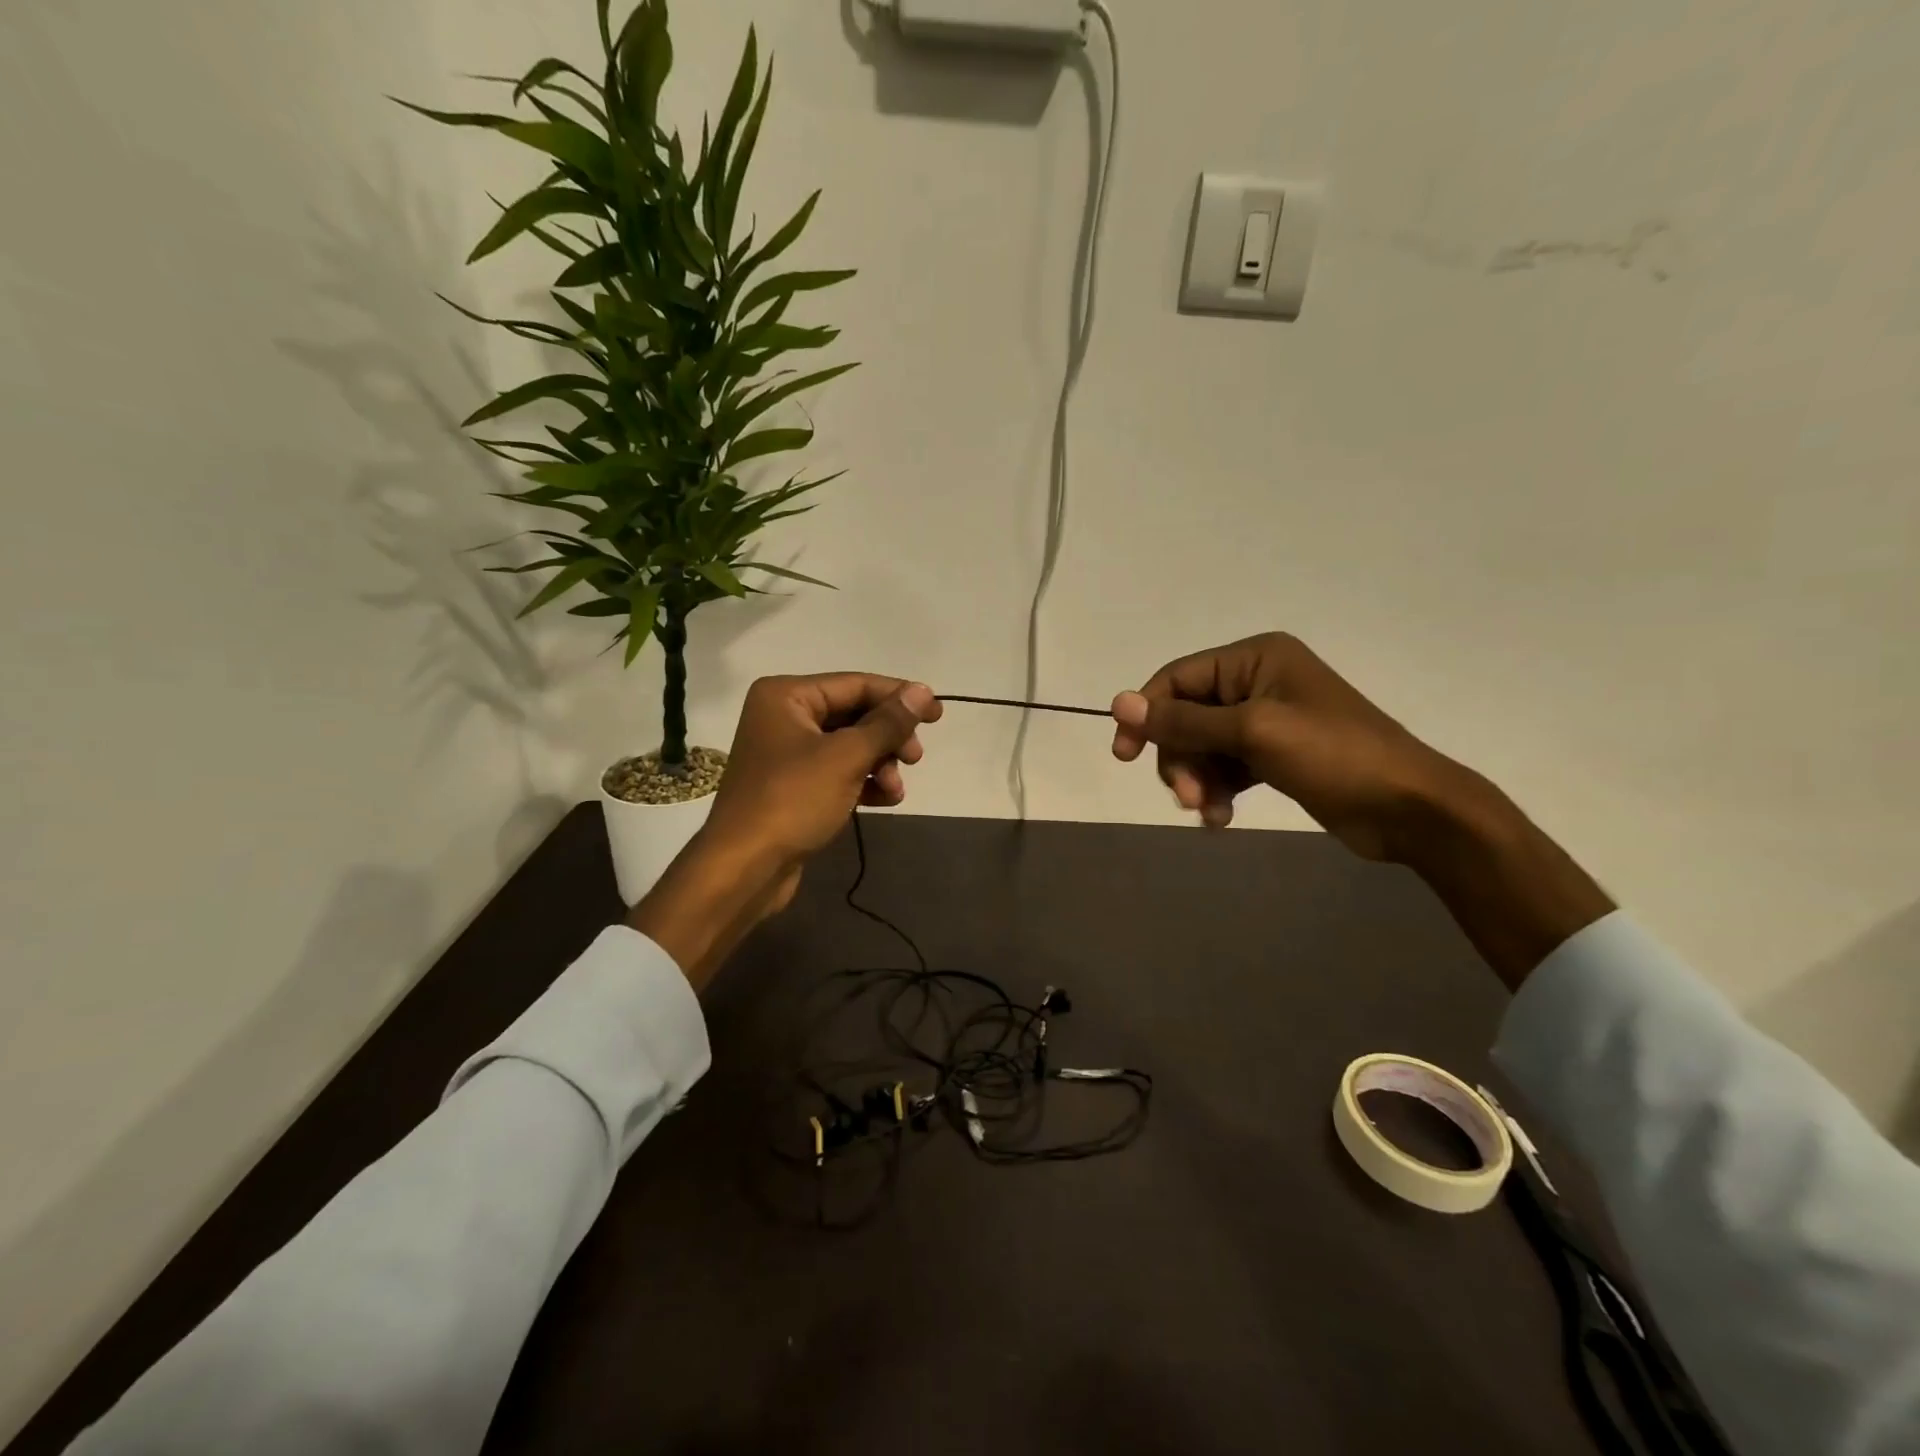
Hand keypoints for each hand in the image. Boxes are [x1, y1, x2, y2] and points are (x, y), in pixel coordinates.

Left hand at [631, 675, 941, 987]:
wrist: (744, 868)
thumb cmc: (793, 800)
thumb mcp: (847, 756)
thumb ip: (888, 722)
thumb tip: (923, 691)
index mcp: (786, 695)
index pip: (855, 684)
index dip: (899, 697)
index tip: (938, 714)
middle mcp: (783, 716)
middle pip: (854, 715)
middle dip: (888, 738)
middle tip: (915, 758)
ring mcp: (787, 753)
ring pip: (849, 746)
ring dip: (880, 764)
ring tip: (896, 790)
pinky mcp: (793, 786)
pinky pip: (838, 772)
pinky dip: (863, 781)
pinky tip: (884, 799)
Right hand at [1110, 632, 1612, 986]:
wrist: (1409, 809)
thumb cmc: (1333, 756)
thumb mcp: (1252, 732)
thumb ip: (1184, 720)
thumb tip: (1119, 701)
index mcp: (1255, 659)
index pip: (1177, 678)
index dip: (1146, 714)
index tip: (1123, 755)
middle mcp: (1257, 682)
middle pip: (1186, 716)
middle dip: (1181, 756)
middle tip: (1187, 796)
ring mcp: (1267, 721)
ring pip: (1203, 746)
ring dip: (1198, 779)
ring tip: (1208, 811)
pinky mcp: (1274, 756)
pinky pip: (1226, 768)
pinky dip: (1218, 791)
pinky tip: (1221, 818)